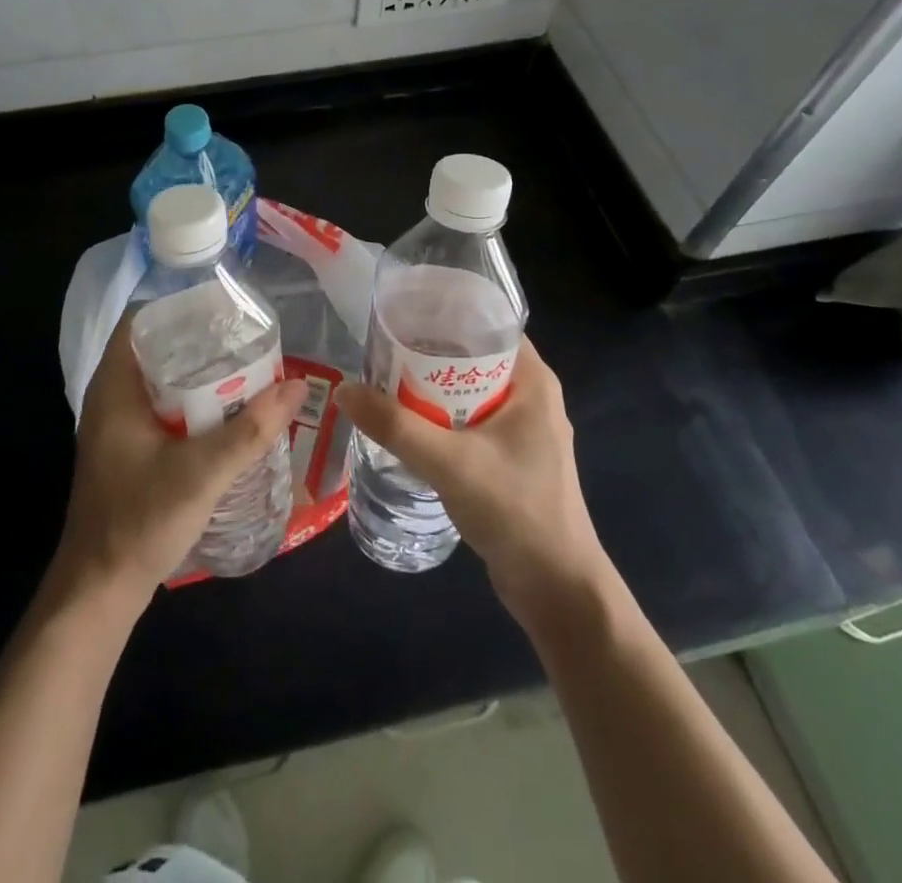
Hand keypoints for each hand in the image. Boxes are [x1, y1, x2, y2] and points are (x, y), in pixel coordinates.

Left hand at [52, 312, 308, 614]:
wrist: (99, 590)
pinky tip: (226, 414)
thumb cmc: (140, 520)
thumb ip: (251, 430)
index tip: (223, 309)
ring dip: (198, 375)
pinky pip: (162, 409)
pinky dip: (192, 404)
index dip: (180, 306)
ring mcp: (117, 426)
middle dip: (200, 341)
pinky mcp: (127, 451)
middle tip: (246, 339)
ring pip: (161, 382)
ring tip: (245, 370)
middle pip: (156, 348)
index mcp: (114, 387)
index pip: (141, 321)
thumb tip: (296, 385)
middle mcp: (111, 398)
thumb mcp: (202, 472)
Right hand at [337, 336, 605, 625]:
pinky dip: (439, 417)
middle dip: (429, 351)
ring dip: (430, 387)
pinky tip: (406, 423)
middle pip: (473, 356)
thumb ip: (396, 426)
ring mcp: (521, 430)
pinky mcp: (509, 458)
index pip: (489, 324)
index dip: (447, 312)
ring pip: (468, 391)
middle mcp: (530, 397)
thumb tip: (344, 390)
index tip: (403, 312)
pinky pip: (468, 421)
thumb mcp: (451, 463)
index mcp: (533, 381)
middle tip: (381, 347)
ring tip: (383, 379)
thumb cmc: (516, 511)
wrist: (557, 590)